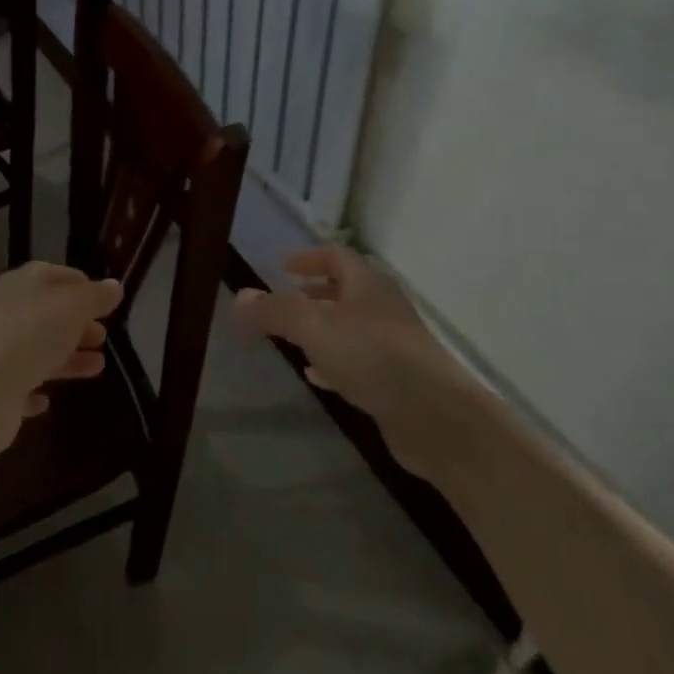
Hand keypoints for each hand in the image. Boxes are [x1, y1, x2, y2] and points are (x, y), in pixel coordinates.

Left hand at [0, 263, 123, 457]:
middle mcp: (6, 315)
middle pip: (48, 314)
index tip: (106, 299)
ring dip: (67, 357)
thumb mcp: (69, 308)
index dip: (81, 285)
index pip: (54, 275)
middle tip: (104, 335)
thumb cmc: (27, 337)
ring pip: (38, 351)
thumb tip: (114, 286)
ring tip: (98, 366)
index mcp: (21, 286)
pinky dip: (35, 390)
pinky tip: (48, 400)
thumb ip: (94, 297)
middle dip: (77, 323)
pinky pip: (19, 387)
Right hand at [231, 247, 465, 479]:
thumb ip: (274, 311)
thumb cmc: (372, 356)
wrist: (435, 416)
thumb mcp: (313, 327)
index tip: (284, 266)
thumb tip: (239, 297)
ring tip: (294, 338)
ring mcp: (393, 345)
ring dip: (323, 329)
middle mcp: (382, 308)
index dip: (309, 258)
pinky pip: (358, 361)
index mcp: (367, 284)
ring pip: (351, 328)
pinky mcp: (396, 380)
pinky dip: (334, 361)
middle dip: (315, 293)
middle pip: (346, 291)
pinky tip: (318, 376)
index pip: (337, 257)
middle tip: (287, 300)